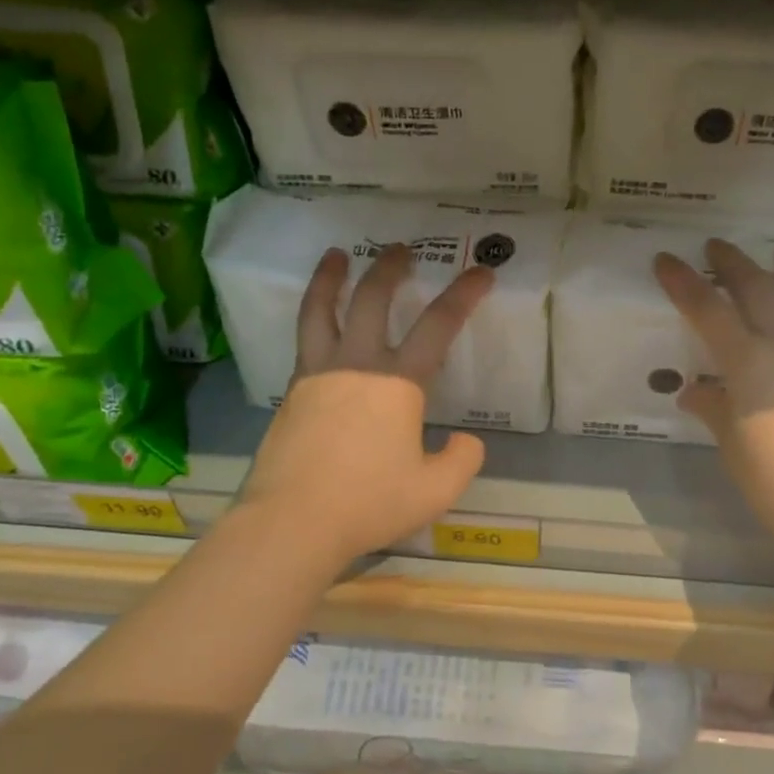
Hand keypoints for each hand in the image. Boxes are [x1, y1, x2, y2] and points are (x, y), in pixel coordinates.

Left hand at [238, 244, 493, 570]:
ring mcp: (317, 375)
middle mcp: (356, 364)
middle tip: (401, 249)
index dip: (465, 294)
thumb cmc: (369, 503)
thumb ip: (461, 460)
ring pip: (322, 310)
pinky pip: (303, 340)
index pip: (439, 325)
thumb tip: (466, 440)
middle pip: (373, 299)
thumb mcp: (436, 491)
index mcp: (397, 382)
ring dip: (331, 277)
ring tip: (335, 255)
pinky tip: (318, 323)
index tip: (483, 271)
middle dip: (390, 268)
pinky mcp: (291, 393)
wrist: (292, 523)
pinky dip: (312, 316)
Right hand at [655, 239, 773, 538]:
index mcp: (746, 360)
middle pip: (757, 288)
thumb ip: (713, 407)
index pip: (707, 310)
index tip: (666, 260)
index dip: (683, 282)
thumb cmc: (770, 476)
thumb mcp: (730, 440)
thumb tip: (696, 393)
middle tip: (718, 247)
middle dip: (733, 262)